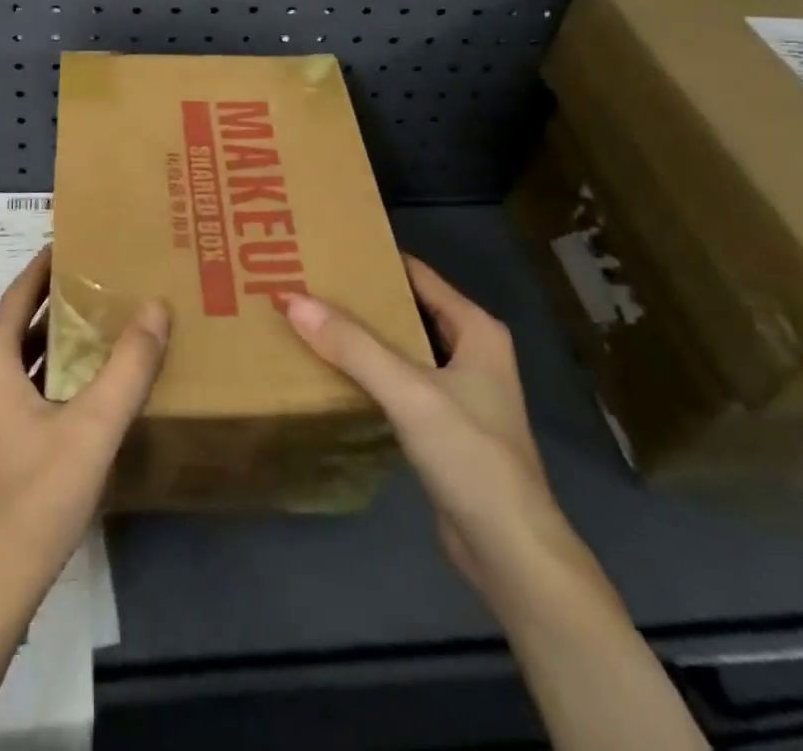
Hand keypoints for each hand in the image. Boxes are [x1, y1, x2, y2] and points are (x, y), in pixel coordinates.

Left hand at [0, 246, 169, 629]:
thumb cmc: (33, 502)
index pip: (20, 292)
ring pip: (13, 357)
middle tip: (105, 282)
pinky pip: (8, 386)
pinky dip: (40, 372)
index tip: (82, 241)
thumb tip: (156, 306)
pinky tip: (77, 382)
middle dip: (59, 302)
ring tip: (99, 324)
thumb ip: (129, 366)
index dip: (49, 264)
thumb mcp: (93, 430)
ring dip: (51, 340)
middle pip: (16, 323)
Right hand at [283, 255, 577, 600]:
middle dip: (361, 299)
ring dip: (362, 337)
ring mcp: (459, 391)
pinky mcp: (443, 426)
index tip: (326, 250)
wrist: (510, 552)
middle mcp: (470, 351)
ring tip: (310, 319)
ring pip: (401, 348)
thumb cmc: (470, 455)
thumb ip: (352, 345)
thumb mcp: (408, 390)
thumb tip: (291, 299)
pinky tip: (332, 371)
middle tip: (307, 282)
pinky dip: (369, 373)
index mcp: (476, 329)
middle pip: (406, 310)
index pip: (417, 275)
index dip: (374, 261)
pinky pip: (398, 383)